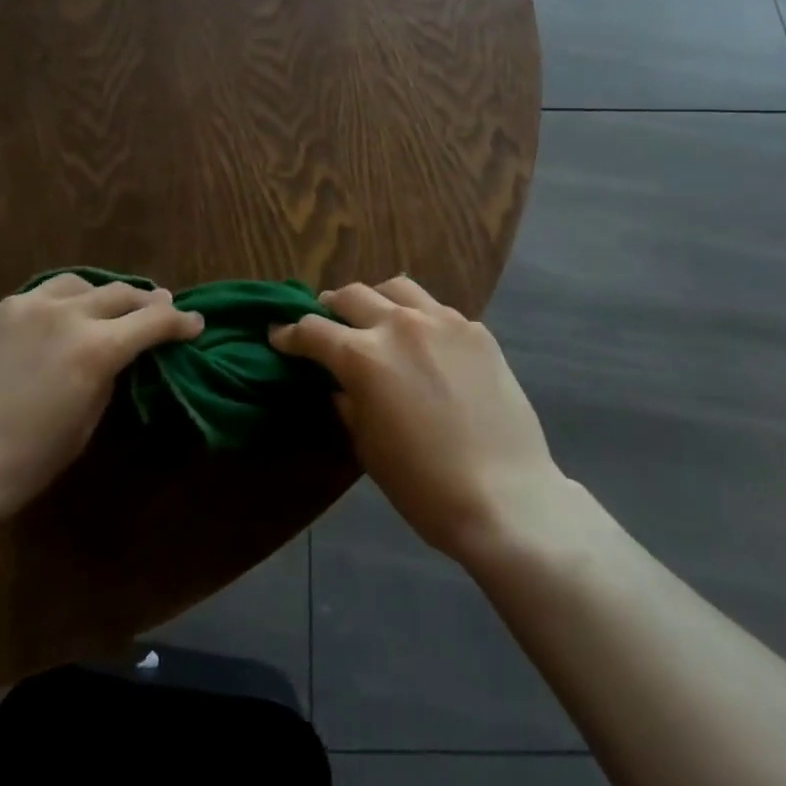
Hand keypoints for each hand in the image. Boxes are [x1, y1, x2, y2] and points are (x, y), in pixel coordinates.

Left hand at [0, 274, 202, 527]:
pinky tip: (49, 324)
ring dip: (99, 294)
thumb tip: (112, 360)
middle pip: (119, 293)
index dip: (180, 322)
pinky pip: (33, 300)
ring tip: (105, 305)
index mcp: (94, 347)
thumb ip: (104, 382)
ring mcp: (20, 307)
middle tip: (160, 306)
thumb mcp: (80, 430)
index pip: (152, 322)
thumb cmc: (18, 466)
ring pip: (74, 284)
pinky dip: (54, 307)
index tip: (195, 323)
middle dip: (146, 301)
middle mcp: (62, 314)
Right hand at [271, 277, 572, 564]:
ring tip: (375, 319)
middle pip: (350, 295)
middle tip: (326, 323)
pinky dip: (419, 318)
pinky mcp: (476, 330)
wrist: (506, 497)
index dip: (289, 333)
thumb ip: (348, 403)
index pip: (312, 330)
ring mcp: (442, 321)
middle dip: (329, 308)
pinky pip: (436, 310)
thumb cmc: (423, 485)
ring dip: (375, 300)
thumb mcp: (368, 447)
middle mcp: (399, 325)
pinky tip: (424, 344)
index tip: (279, 335)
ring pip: (396, 287)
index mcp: (363, 356)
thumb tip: (340, 384)